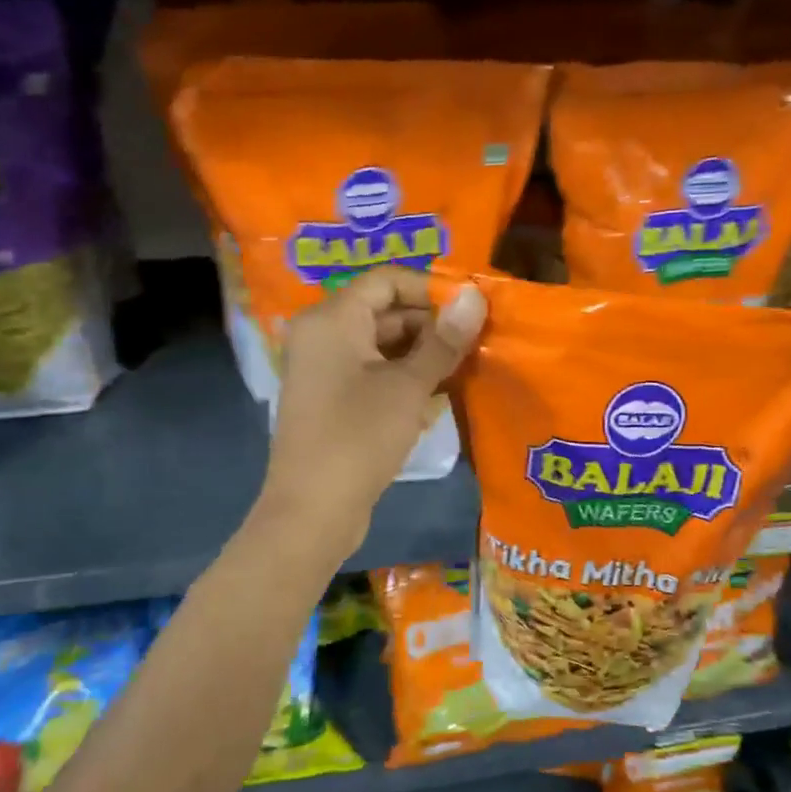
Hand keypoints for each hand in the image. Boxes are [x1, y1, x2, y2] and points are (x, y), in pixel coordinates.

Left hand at [259, 267, 484, 557]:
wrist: (312, 511)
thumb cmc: (359, 437)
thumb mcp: (408, 386)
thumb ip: (443, 340)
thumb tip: (474, 295)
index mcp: (332, 318)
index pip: (387, 280)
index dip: (431, 289)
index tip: (472, 309)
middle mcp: (322, 335)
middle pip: (384, 311)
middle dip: (432, 324)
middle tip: (478, 341)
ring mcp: (325, 370)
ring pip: (381, 345)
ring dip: (423, 353)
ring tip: (467, 366)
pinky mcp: (332, 400)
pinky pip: (372, 373)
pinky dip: (404, 377)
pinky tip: (440, 392)